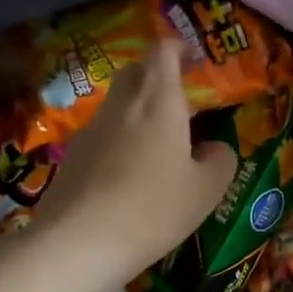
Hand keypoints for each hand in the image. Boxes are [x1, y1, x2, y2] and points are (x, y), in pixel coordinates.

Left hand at [31, 38, 238, 280]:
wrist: (80, 242)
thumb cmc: (154, 209)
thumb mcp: (206, 190)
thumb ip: (219, 161)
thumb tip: (215, 148)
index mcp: (159, 101)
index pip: (164, 51)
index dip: (180, 49)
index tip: (195, 61)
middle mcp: (122, 105)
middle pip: (136, 72)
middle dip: (158, 78)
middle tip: (181, 106)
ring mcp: (91, 129)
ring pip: (118, 105)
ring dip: (138, 113)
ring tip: (159, 147)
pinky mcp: (73, 156)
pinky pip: (102, 135)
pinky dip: (119, 142)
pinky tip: (129, 177)